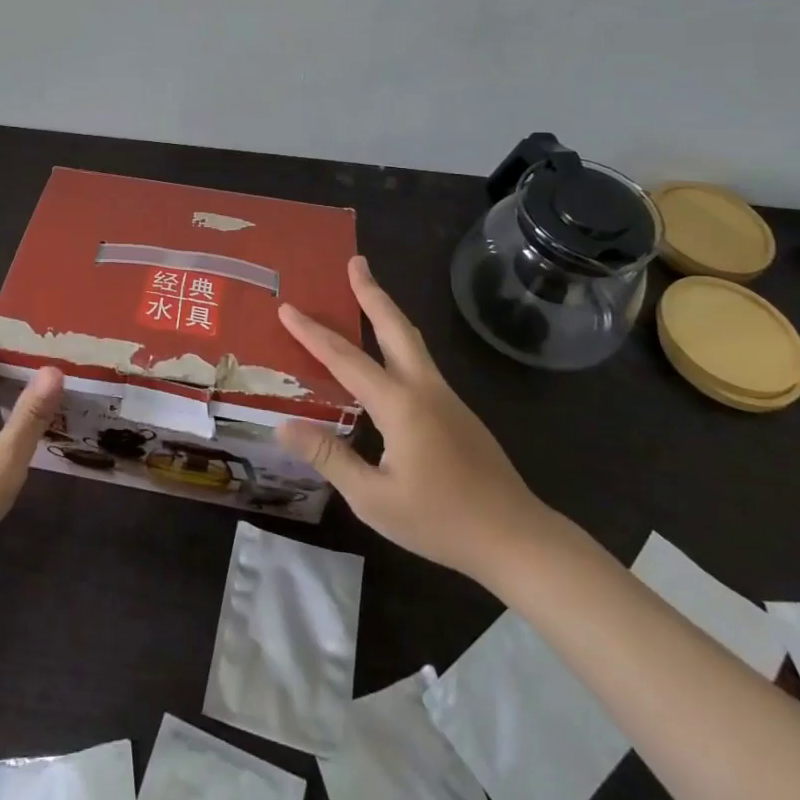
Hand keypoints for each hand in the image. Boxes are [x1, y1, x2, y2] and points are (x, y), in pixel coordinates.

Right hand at [277, 256, 549, 586]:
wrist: (516, 538)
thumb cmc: (441, 521)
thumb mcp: (374, 499)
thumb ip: (329, 458)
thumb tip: (284, 426)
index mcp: (399, 404)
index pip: (345, 358)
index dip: (312, 332)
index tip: (287, 307)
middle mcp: (423, 388)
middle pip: (394, 326)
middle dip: (372, 291)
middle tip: (355, 260)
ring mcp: (445, 397)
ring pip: (410, 340)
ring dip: (386, 311)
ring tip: (367, 291)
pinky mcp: (456, 411)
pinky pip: (419, 361)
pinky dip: (396, 340)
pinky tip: (386, 356)